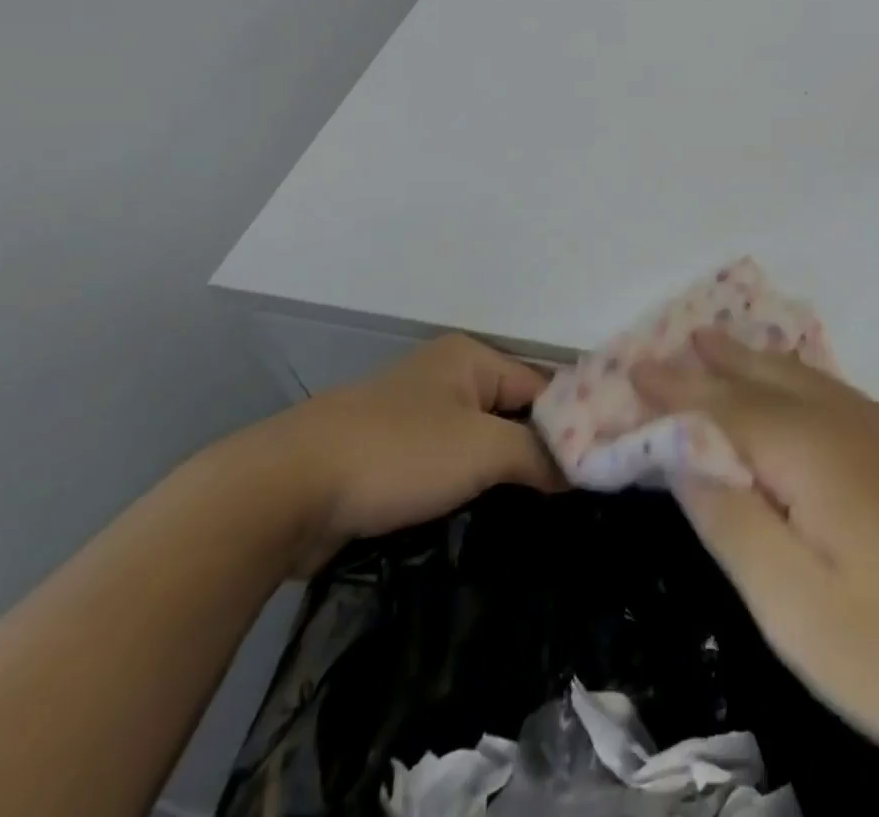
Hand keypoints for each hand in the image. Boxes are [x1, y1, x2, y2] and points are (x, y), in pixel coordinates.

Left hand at [236, 333, 564, 574]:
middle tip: (569, 498)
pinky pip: (445, 466)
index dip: (571, 426)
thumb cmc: (396, 454)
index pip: (542, 387)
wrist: (283, 491)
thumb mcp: (482, 449)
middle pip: (511, 413)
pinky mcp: (387, 455)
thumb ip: (538, 454)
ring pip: (477, 443)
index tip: (595, 471)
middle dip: (536, 453)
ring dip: (500, 474)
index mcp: (470, 358)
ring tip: (534, 514)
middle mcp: (445, 377)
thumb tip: (580, 468)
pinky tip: (482, 518)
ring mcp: (412, 415)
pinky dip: (464, 487)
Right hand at [634, 328, 878, 770]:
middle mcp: (840, 426)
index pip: (719, 409)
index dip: (671, 393)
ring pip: (798, 378)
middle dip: (708, 364)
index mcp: (807, 452)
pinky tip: (799, 383)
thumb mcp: (800, 610)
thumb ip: (733, 524)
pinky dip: (794, 375)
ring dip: (751, 360)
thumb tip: (683, 456)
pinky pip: (829, 391)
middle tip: (666, 345)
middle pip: (759, 380)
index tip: (628, 373)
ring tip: (719, 342)